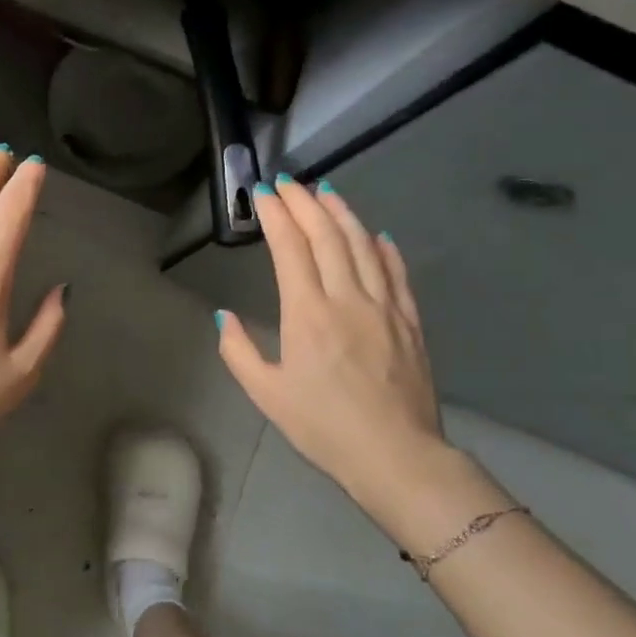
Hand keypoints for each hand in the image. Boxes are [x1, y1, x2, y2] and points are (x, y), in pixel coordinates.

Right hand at [215, 177, 488, 541]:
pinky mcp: (409, 320)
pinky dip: (383, 247)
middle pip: (327, 235)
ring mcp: (384, 306)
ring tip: (326, 191)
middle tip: (288, 182)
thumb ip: (239, 352)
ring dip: (342, 213)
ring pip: (363, 244)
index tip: (263, 193)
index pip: (290, 248)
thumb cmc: (322, 426)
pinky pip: (396, 272)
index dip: (276, 215)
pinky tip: (375, 235)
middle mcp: (347, 298)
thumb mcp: (266, 394)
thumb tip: (225, 317)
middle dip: (304, 202)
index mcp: (308, 313)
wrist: (395, 454)